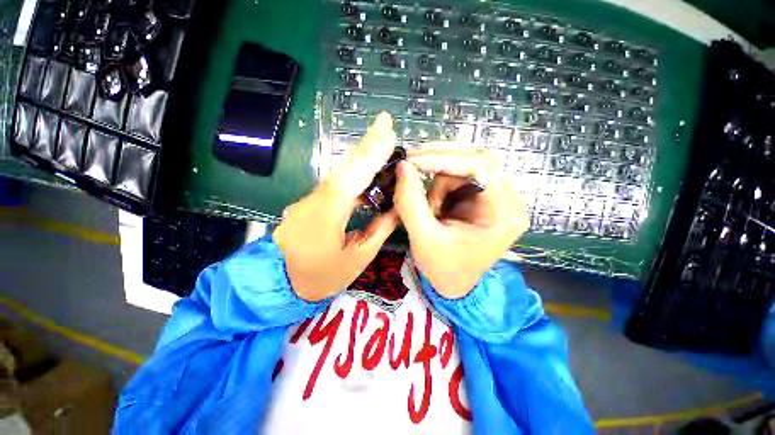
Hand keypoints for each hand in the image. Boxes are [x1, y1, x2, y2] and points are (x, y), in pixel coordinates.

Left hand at [273, 113, 399, 301]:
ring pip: (338, 172)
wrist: (282, 284)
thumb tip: (397, 206)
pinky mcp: (309, 202)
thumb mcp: (359, 257)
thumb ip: (380, 228)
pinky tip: (365, 166)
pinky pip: (334, 182)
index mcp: (327, 218)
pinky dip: (351, 171)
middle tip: (385, 123)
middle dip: (365, 144)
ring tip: (380, 139)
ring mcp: (308, 201)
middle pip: (343, 168)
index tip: (388, 134)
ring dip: (359, 155)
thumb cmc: (324, 276)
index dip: (370, 155)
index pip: (351, 179)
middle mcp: (314, 202)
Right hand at [393, 144, 528, 298]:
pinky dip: (439, 186)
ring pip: (463, 165)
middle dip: (439, 160)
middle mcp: (506, 198)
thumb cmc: (443, 267)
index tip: (412, 159)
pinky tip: (434, 207)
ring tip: (430, 210)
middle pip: (476, 158)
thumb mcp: (423, 238)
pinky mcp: (480, 195)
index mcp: (504, 214)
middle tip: (410, 161)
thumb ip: (410, 202)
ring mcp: (494, 194)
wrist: (452, 282)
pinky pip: (457, 176)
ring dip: (438, 182)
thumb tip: (402, 165)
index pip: (481, 167)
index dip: (445, 158)